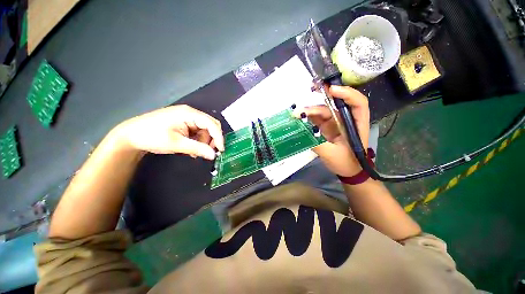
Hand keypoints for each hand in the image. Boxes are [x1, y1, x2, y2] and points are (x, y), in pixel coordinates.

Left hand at [114, 105, 223, 159]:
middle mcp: (190, 114)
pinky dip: (198, 141)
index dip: (218, 137)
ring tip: (196, 152)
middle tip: (210, 152)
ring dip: (204, 142)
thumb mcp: (176, 143)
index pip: (211, 124)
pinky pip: (197, 132)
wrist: (130, 135)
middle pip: (210, 126)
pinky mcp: (184, 124)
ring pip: (205, 131)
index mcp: (189, 114)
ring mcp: (187, 118)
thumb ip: (197, 148)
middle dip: (212, 139)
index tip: (220, 150)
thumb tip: (214, 155)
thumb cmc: (152, 136)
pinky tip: (192, 149)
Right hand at [295, 85, 369, 176]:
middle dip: (320, 100)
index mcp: (355, 124)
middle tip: (306, 97)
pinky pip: (316, 118)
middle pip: (335, 105)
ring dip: (309, 111)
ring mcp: (335, 122)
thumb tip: (303, 132)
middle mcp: (346, 119)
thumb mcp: (332, 155)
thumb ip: (318, 143)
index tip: (331, 90)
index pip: (358, 103)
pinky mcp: (326, 127)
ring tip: (296, 115)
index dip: (347, 93)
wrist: (347, 170)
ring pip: (323, 111)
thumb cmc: (346, 163)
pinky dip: (307, 117)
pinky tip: (298, 118)